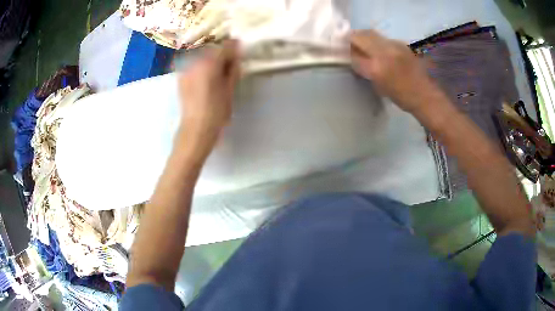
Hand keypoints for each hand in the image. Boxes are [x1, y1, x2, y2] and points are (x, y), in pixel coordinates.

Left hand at [178, 40, 239, 149]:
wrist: (195, 128)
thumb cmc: (217, 110)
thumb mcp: (230, 89)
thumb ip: (233, 68)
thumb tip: (236, 55)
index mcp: (210, 62)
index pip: (226, 45)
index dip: (234, 47)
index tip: (239, 52)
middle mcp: (195, 60)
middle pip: (212, 48)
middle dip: (221, 53)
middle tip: (228, 64)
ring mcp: (185, 67)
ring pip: (201, 54)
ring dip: (210, 58)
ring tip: (215, 71)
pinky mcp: (180, 76)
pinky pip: (192, 63)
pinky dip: (200, 65)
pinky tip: (204, 77)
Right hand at [350, 30, 439, 112]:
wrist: (424, 95)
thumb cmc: (400, 96)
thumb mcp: (378, 85)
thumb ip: (364, 68)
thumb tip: (354, 57)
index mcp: (377, 68)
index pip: (354, 52)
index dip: (346, 48)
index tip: (341, 49)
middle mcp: (385, 52)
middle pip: (362, 35)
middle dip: (353, 37)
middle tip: (350, 43)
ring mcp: (395, 46)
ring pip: (373, 34)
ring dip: (365, 38)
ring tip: (364, 46)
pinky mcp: (402, 44)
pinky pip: (384, 38)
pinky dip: (378, 42)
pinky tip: (381, 50)